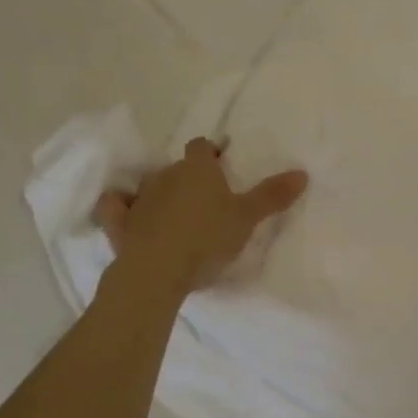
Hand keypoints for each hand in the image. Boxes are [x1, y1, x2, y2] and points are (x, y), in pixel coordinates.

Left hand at [94, 138, 307, 292]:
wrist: (157, 271)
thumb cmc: (207, 238)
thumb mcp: (248, 218)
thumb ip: (273, 195)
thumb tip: (302, 172)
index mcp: (197, 168)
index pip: (202, 146)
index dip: (211, 153)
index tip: (222, 164)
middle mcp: (166, 174)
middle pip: (178, 166)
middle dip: (189, 177)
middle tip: (206, 197)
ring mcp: (139, 198)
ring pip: (150, 185)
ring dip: (160, 193)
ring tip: (175, 212)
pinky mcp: (119, 222)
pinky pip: (115, 206)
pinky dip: (120, 206)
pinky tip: (126, 213)